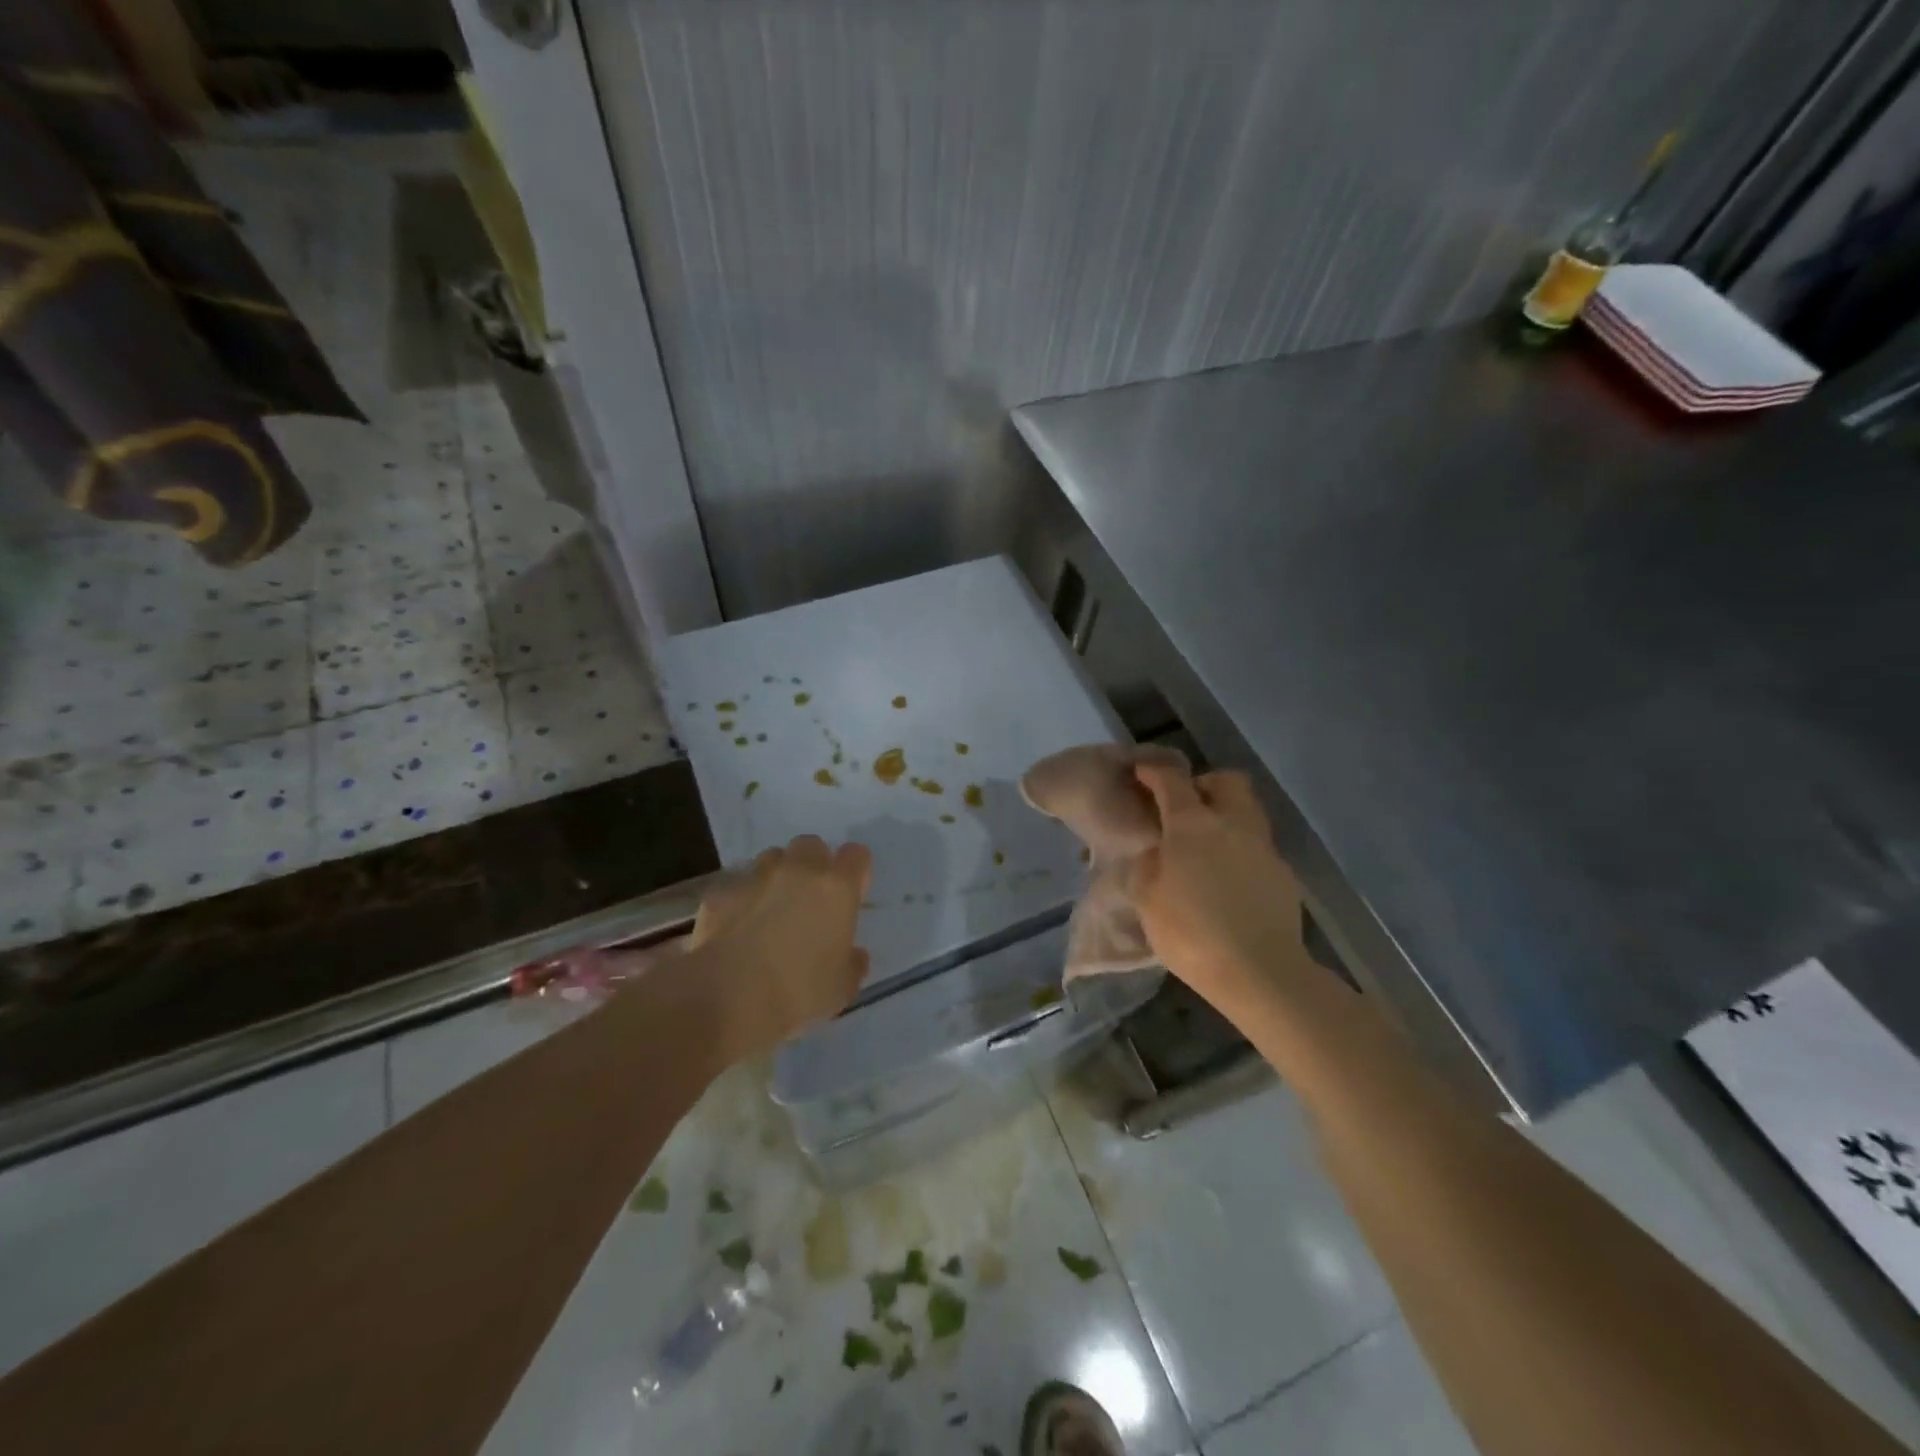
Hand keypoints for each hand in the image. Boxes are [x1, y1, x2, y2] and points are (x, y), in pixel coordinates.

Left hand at [683, 835, 872, 1059]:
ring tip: (771, 910)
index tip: (851, 896)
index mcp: (835, 888)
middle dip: (813, 865)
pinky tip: (736, 929)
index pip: (856, 855)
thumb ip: (852, 963)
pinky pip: (736, 885)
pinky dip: (741, 900)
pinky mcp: (719, 894)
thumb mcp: (842, 989)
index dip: (855, 872)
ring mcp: (754, 878)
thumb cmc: (798, 994)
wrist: (727, 1001)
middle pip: (811, 845)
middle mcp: (797, 871)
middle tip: (810, 900)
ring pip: (771, 858)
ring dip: (777, 876)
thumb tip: (853, 954)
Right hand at [1130, 766, 1305, 1015]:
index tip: (1141, 773)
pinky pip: (1257, 846)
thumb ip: (1147, 864)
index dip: (1153, 771)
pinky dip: (1240, 849)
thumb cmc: (1191, 932)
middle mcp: (1232, 824)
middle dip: (1203, 785)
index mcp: (1192, 824)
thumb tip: (1156, 849)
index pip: (1171, 780)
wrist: (1261, 972)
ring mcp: (1263, 847)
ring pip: (1247, 811)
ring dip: (1225, 815)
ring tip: (1205, 844)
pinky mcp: (1283, 874)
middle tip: (1184, 808)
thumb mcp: (1147, 899)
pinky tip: (1227, 878)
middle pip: (1225, 781)